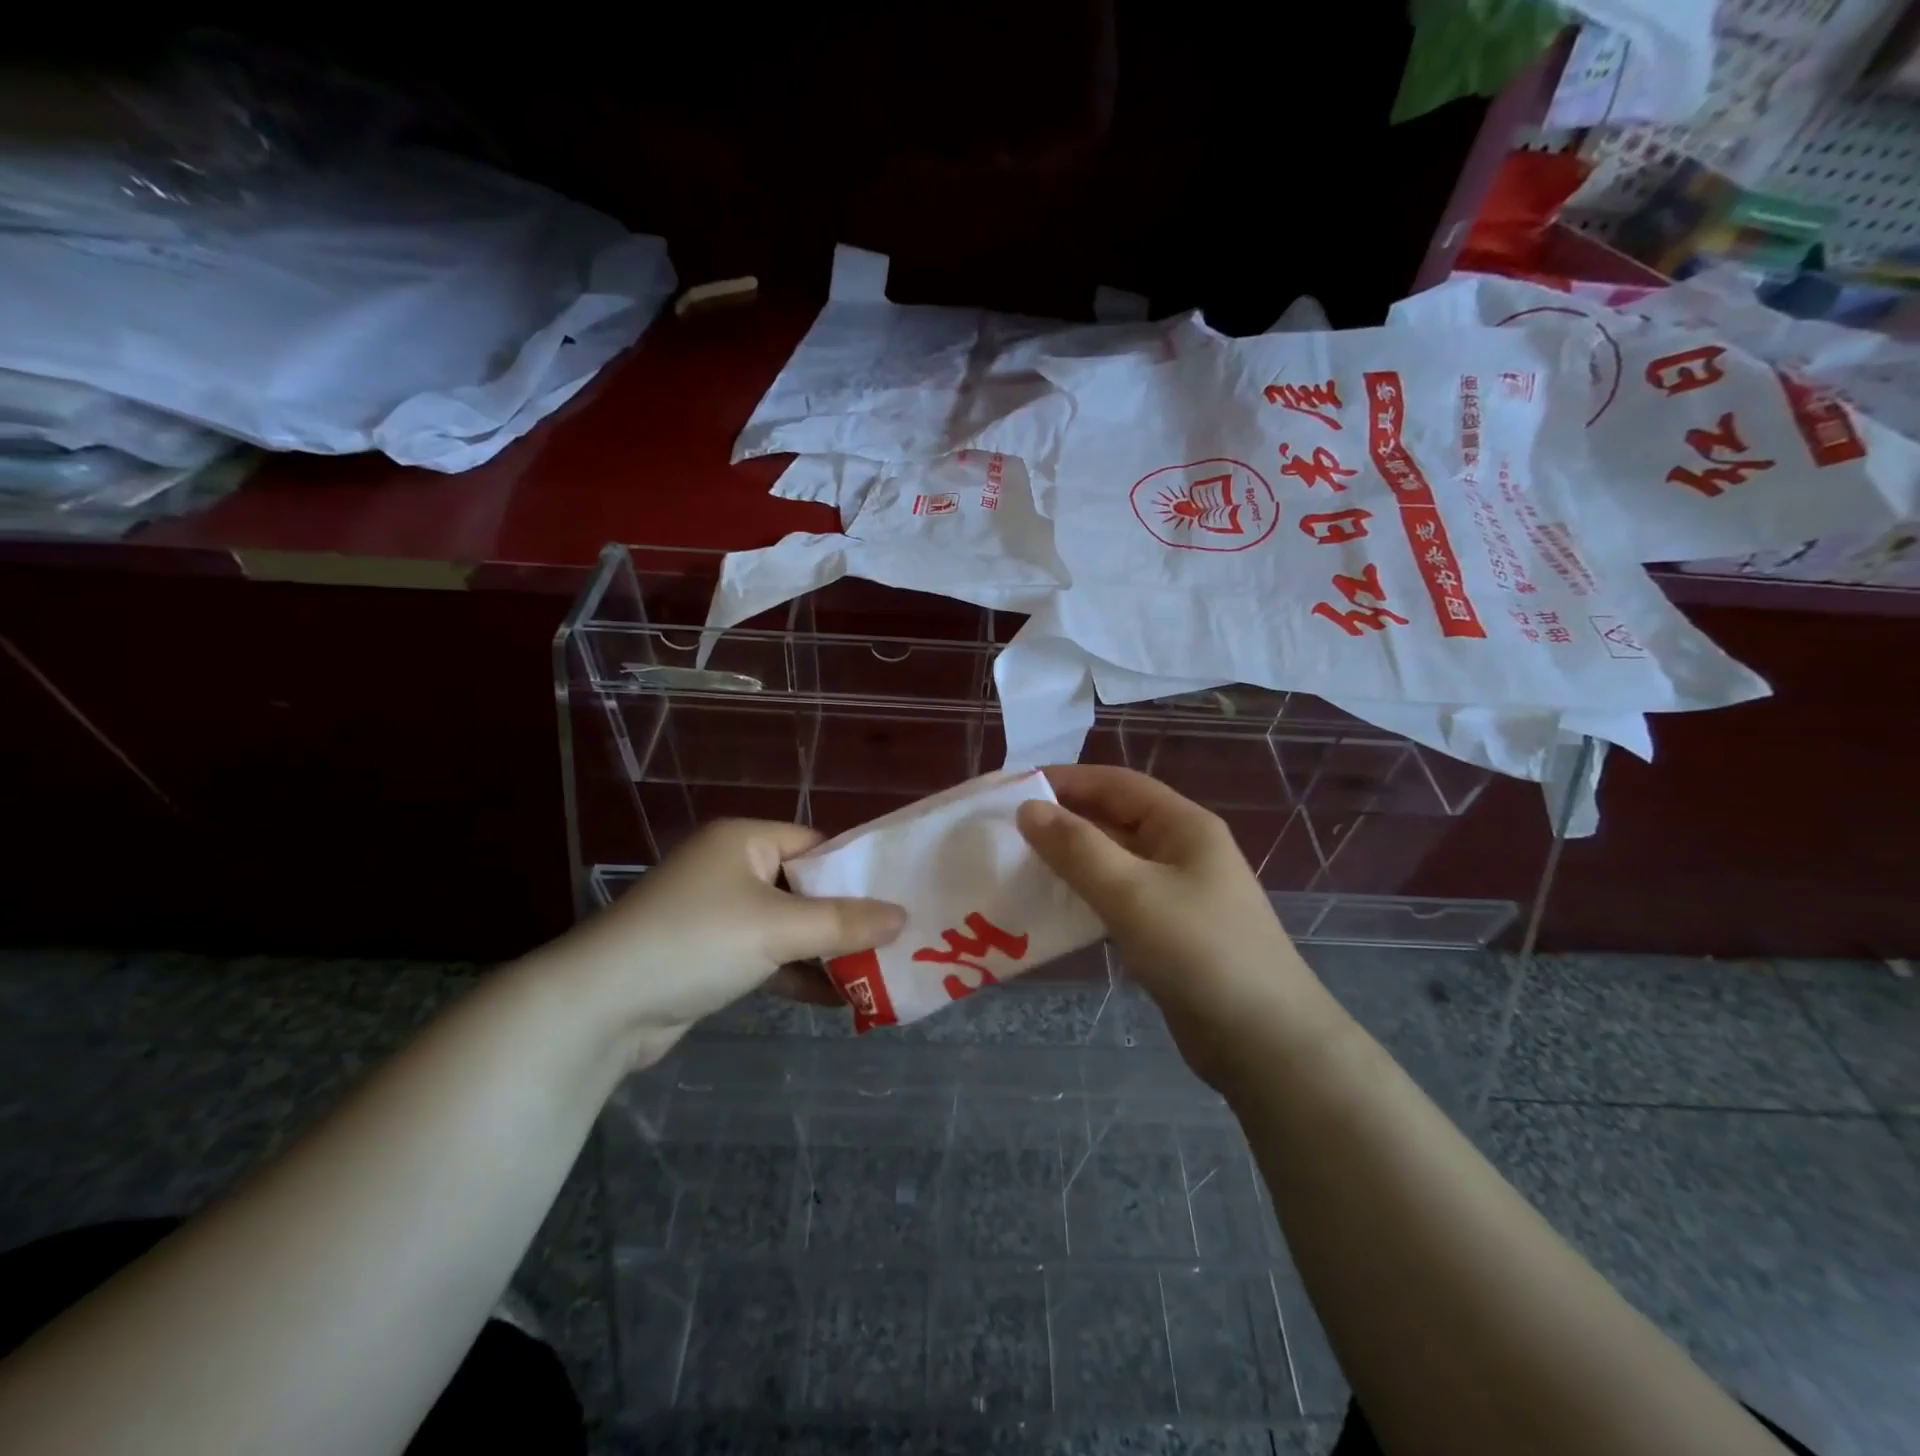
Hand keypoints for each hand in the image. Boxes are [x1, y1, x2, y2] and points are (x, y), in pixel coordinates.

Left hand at [540, 820, 905, 1059]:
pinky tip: (839, 999)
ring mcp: (718, 914)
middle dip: (845, 918)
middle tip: (894, 941)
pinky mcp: (710, 956)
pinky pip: (767, 956)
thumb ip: (844, 923)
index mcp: (744, 841)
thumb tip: (903, 917)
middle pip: (804, 887)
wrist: (600, 1007)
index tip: (896, 900)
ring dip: (825, 952)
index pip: (815, 845)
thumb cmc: (696, 942)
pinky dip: (798, 974)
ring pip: (788, 926)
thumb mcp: (778, 928)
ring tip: (878, 974)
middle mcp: (731, 869)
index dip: (855, 872)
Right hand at [1016, 765, 1334, 1084]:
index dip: (1065, 781)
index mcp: (1183, 825)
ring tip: (1017, 868)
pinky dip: (1084, 899)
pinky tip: (1050, 912)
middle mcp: (1180, 850)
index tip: (1013, 789)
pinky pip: (1117, 900)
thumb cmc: (1200, 951)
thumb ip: (1077, 848)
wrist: (1263, 1041)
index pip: (1116, 783)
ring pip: (1112, 863)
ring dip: (1069, 863)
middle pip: (1113, 821)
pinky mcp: (1167, 932)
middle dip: (1062, 822)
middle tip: (1005, 832)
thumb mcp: (1132, 892)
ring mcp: (1176, 893)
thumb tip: (1028, 809)